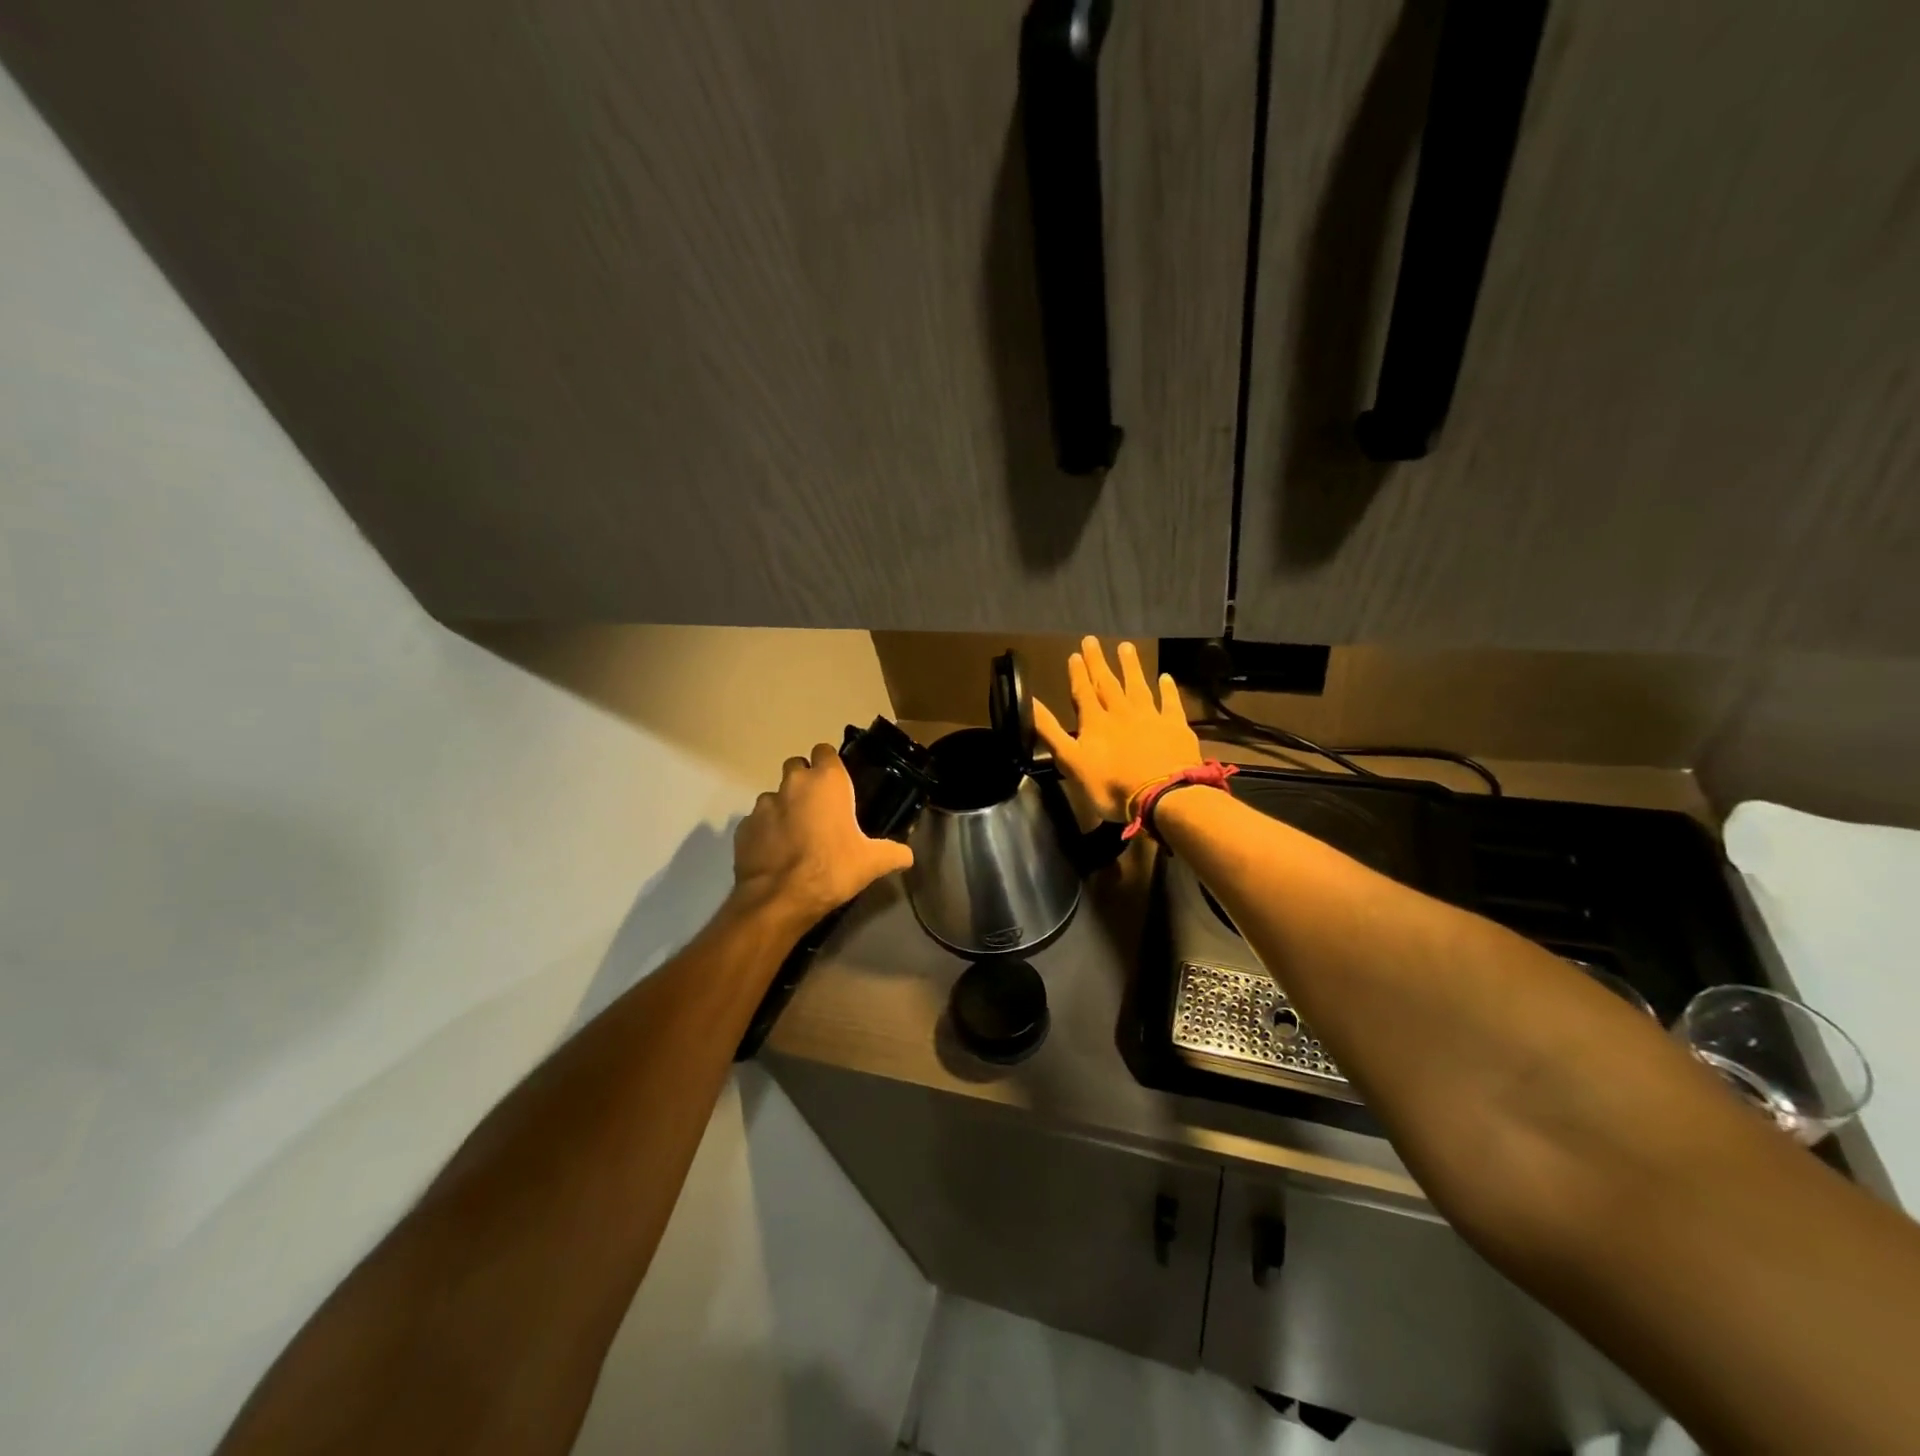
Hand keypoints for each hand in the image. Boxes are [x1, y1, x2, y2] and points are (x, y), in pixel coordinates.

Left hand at [732, 743, 914, 923]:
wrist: (780, 899)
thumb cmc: (832, 869)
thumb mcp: (872, 863)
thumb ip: (894, 853)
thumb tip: (908, 855)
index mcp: (826, 781)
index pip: (825, 751)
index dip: (831, 764)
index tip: (839, 784)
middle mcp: (792, 784)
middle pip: (796, 767)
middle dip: (805, 781)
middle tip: (819, 808)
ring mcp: (763, 805)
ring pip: (775, 795)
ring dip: (785, 807)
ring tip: (796, 834)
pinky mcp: (743, 827)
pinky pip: (757, 822)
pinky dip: (766, 831)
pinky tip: (777, 853)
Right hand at [1033, 638, 1202, 821]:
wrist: (1162, 796)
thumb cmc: (1111, 786)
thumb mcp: (1071, 762)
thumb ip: (1050, 731)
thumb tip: (1029, 702)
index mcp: (1095, 723)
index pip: (1083, 692)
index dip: (1077, 674)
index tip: (1074, 654)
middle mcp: (1121, 713)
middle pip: (1107, 683)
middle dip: (1098, 663)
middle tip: (1092, 640)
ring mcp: (1150, 717)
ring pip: (1138, 686)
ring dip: (1130, 667)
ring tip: (1126, 646)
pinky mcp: (1175, 727)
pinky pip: (1170, 703)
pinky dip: (1167, 689)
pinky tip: (1165, 677)